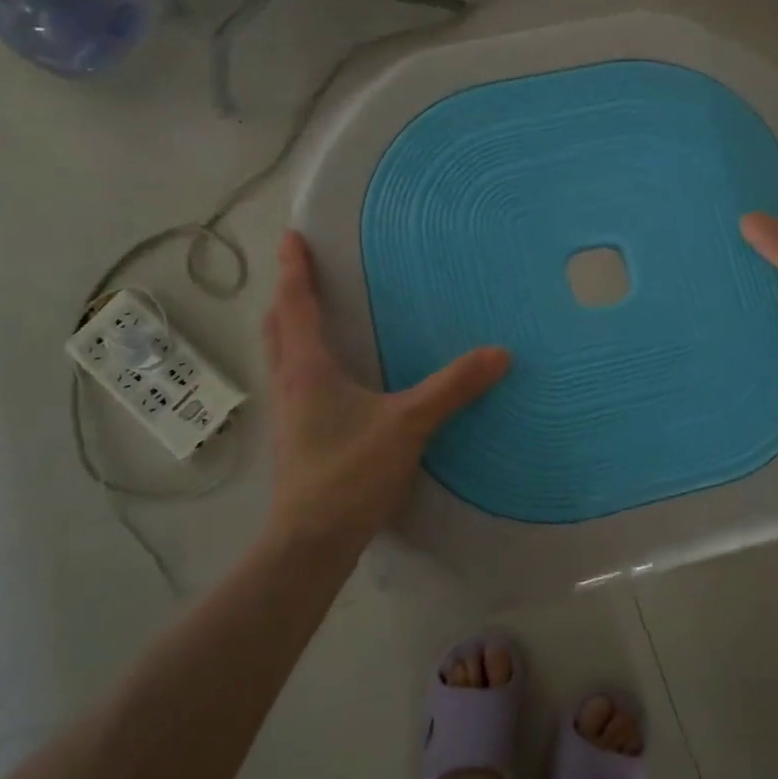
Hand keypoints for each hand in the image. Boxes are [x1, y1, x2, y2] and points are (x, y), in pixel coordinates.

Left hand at [262, 232, 509, 548]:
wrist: (310, 542)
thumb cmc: (349, 472)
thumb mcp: (408, 424)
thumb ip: (453, 388)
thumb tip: (499, 353)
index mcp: (307, 367)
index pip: (296, 304)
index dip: (295, 268)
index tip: (292, 235)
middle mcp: (289, 381)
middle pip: (277, 325)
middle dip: (288, 294)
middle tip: (304, 271)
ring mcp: (287, 411)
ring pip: (281, 353)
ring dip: (290, 326)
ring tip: (314, 312)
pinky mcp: (295, 434)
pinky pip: (293, 378)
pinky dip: (302, 357)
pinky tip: (330, 373)